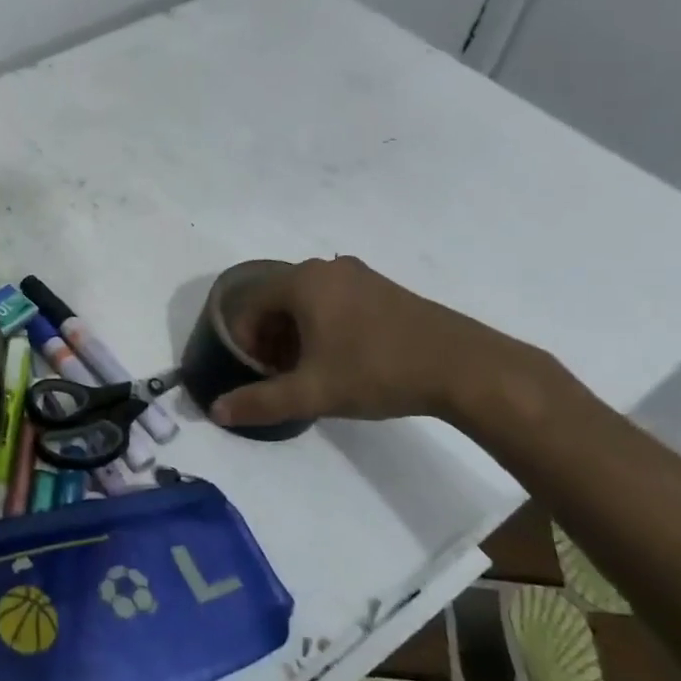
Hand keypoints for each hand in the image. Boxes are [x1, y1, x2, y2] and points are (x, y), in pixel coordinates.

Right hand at [211, 256, 529, 428]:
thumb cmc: (376, 371)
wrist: (464, 368)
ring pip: (307, 302)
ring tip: (307, 371)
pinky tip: (341, 360)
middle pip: (277, 300)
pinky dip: (323, 327)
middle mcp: (327, 269)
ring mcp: (359, 276)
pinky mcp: (384, 289)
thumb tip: (216, 411)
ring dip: (295, 334)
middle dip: (269, 338)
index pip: (250, 304)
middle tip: (278, 375)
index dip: (244, 341)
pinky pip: (335, 302)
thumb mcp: (312, 393)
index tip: (256, 373)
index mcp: (303, 282)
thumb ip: (259, 402)